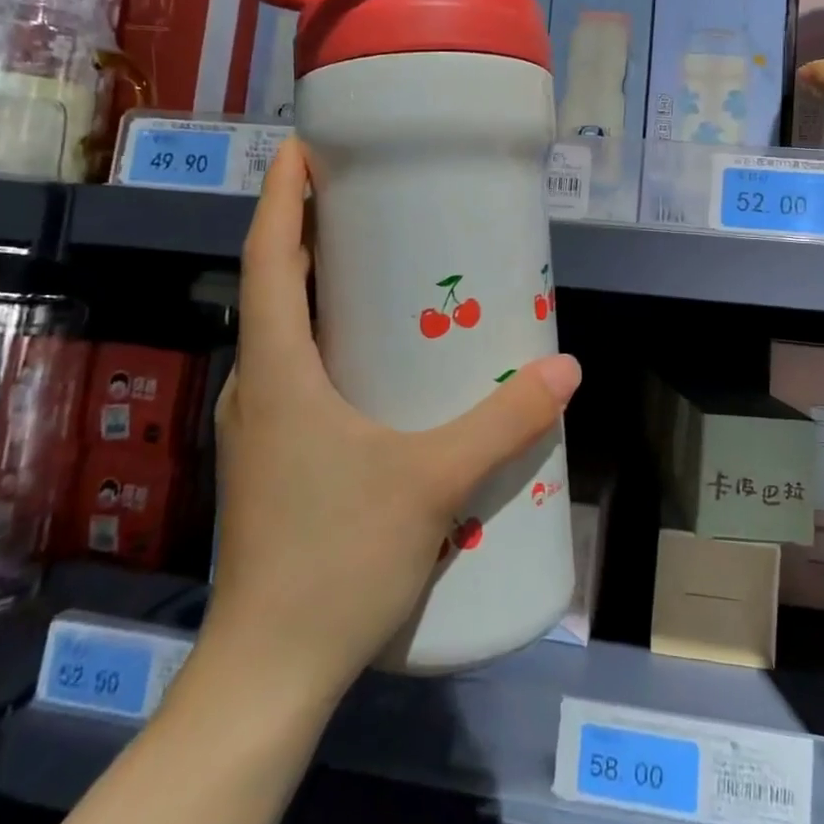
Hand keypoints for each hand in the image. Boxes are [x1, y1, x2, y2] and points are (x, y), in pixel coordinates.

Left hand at [202, 138, 581, 695]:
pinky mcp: (272, 459)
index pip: (267, 258)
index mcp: (278, 370)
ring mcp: (259, 426)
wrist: (268, 673)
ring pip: (283, 333)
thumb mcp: (433, 483)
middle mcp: (258, 386)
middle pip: (274, 287)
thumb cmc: (336, 560)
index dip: (280, 197)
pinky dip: (326, 340)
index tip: (302, 149)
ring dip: (317, 289)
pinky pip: (296, 373)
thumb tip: (566, 370)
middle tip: (364, 200)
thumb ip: (503, 422)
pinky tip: (374, 360)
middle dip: (308, 232)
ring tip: (374, 266)